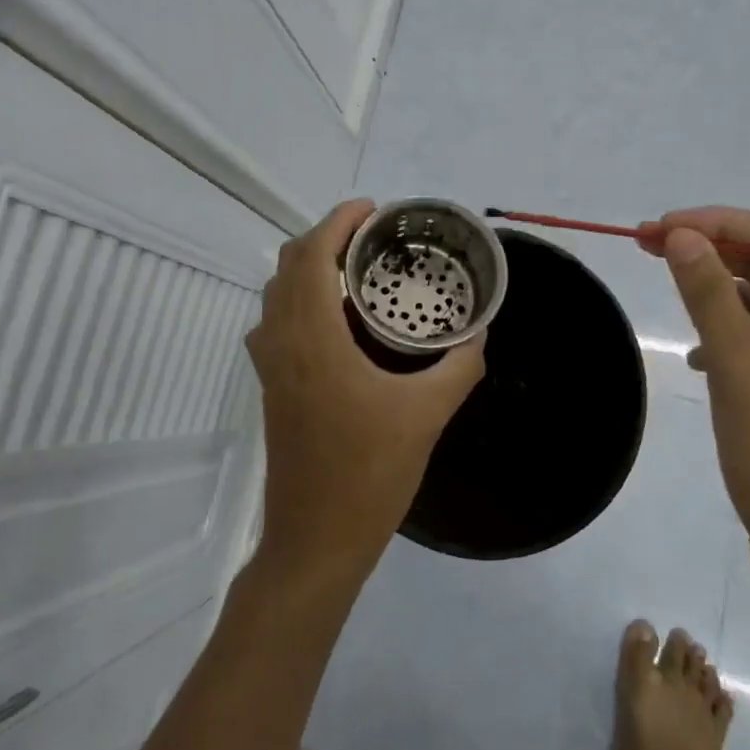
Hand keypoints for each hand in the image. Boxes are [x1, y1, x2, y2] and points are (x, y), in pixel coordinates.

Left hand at [246, 200, 485, 588]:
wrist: (316, 540)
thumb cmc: (370, 476)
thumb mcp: (427, 416)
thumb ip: (458, 367)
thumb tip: (479, 334)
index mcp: (313, 340)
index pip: (311, 256)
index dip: (337, 221)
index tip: (373, 210)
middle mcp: (281, 343)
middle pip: (289, 265)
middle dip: (326, 237)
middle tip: (373, 237)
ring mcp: (270, 366)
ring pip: (277, 292)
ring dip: (309, 267)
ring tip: (357, 269)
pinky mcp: (271, 387)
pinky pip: (277, 320)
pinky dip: (301, 298)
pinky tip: (339, 319)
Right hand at [639, 207, 749, 618]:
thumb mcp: (740, 374)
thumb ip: (710, 297)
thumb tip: (682, 234)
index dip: (717, 223)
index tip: (655, 227)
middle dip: (715, 247)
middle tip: (648, 243)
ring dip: (722, 287)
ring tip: (669, 282)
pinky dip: (734, 330)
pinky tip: (699, 353)